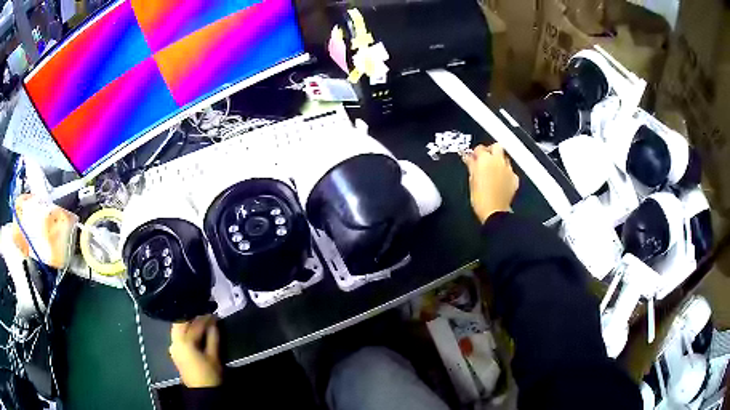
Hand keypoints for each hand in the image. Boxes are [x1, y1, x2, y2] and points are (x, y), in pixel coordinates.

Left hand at [169, 315, 221, 387]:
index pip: (195, 324)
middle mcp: (175, 342)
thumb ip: (213, 337)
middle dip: (192, 315)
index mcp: (184, 342)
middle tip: (204, 313)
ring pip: (177, 327)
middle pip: (180, 322)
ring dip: (187, 321)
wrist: (201, 392)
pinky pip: (177, 334)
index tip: (213, 314)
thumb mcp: (214, 356)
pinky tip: (193, 329)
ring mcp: (173, 346)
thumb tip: (214, 322)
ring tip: (199, 319)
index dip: (205, 318)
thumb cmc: (209, 375)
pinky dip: (184, 329)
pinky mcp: (174, 351)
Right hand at [463, 143, 519, 223]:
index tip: (473, 158)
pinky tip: (501, 181)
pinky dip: (506, 173)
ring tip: (493, 172)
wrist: (494, 211)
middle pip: (496, 146)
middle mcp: (499, 161)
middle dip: (491, 150)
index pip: (480, 148)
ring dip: (499, 161)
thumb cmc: (480, 197)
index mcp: (485, 159)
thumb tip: (468, 158)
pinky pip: (510, 171)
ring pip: (505, 158)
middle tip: (485, 160)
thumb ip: (471, 165)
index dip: (475, 153)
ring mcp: (508, 169)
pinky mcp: (515, 179)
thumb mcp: (471, 180)